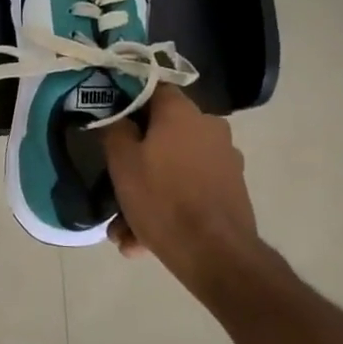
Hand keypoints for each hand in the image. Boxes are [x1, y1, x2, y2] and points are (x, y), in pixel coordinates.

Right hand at [99, 85, 284, 299]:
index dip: (129, 102)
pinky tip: (145, 242)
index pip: (153, 89)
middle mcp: (209, 128)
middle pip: (162, 134)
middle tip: (114, 187)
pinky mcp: (231, 191)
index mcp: (183, 113)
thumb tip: (117, 117)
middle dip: (136, 162)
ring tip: (125, 232)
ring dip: (148, 194)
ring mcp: (225, 160)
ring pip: (173, 169)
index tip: (110, 122)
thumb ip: (115, 130)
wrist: (216, 254)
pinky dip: (169, 208)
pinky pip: (190, 191)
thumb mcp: (122, 163)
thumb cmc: (163, 199)